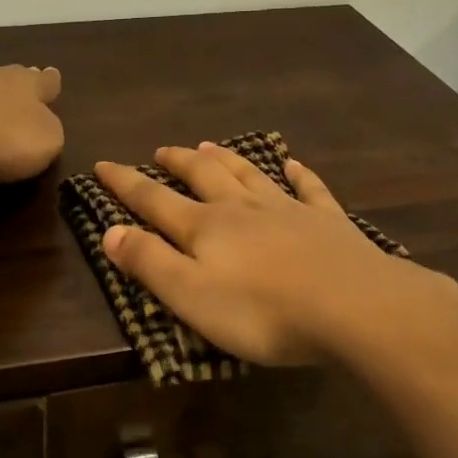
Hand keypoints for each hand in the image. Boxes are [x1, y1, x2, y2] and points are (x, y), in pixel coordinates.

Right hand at [96, 143, 457, 366]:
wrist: (354, 307)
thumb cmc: (263, 311)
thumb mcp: (191, 296)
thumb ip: (149, 263)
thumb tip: (111, 231)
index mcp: (205, 228)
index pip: (154, 200)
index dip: (125, 183)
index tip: (103, 164)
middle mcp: (242, 209)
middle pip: (203, 176)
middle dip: (177, 162)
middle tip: (162, 150)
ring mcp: (288, 210)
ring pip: (249, 175)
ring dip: (226, 159)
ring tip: (208, 146)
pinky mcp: (328, 222)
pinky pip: (309, 190)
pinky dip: (299, 175)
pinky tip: (294, 164)